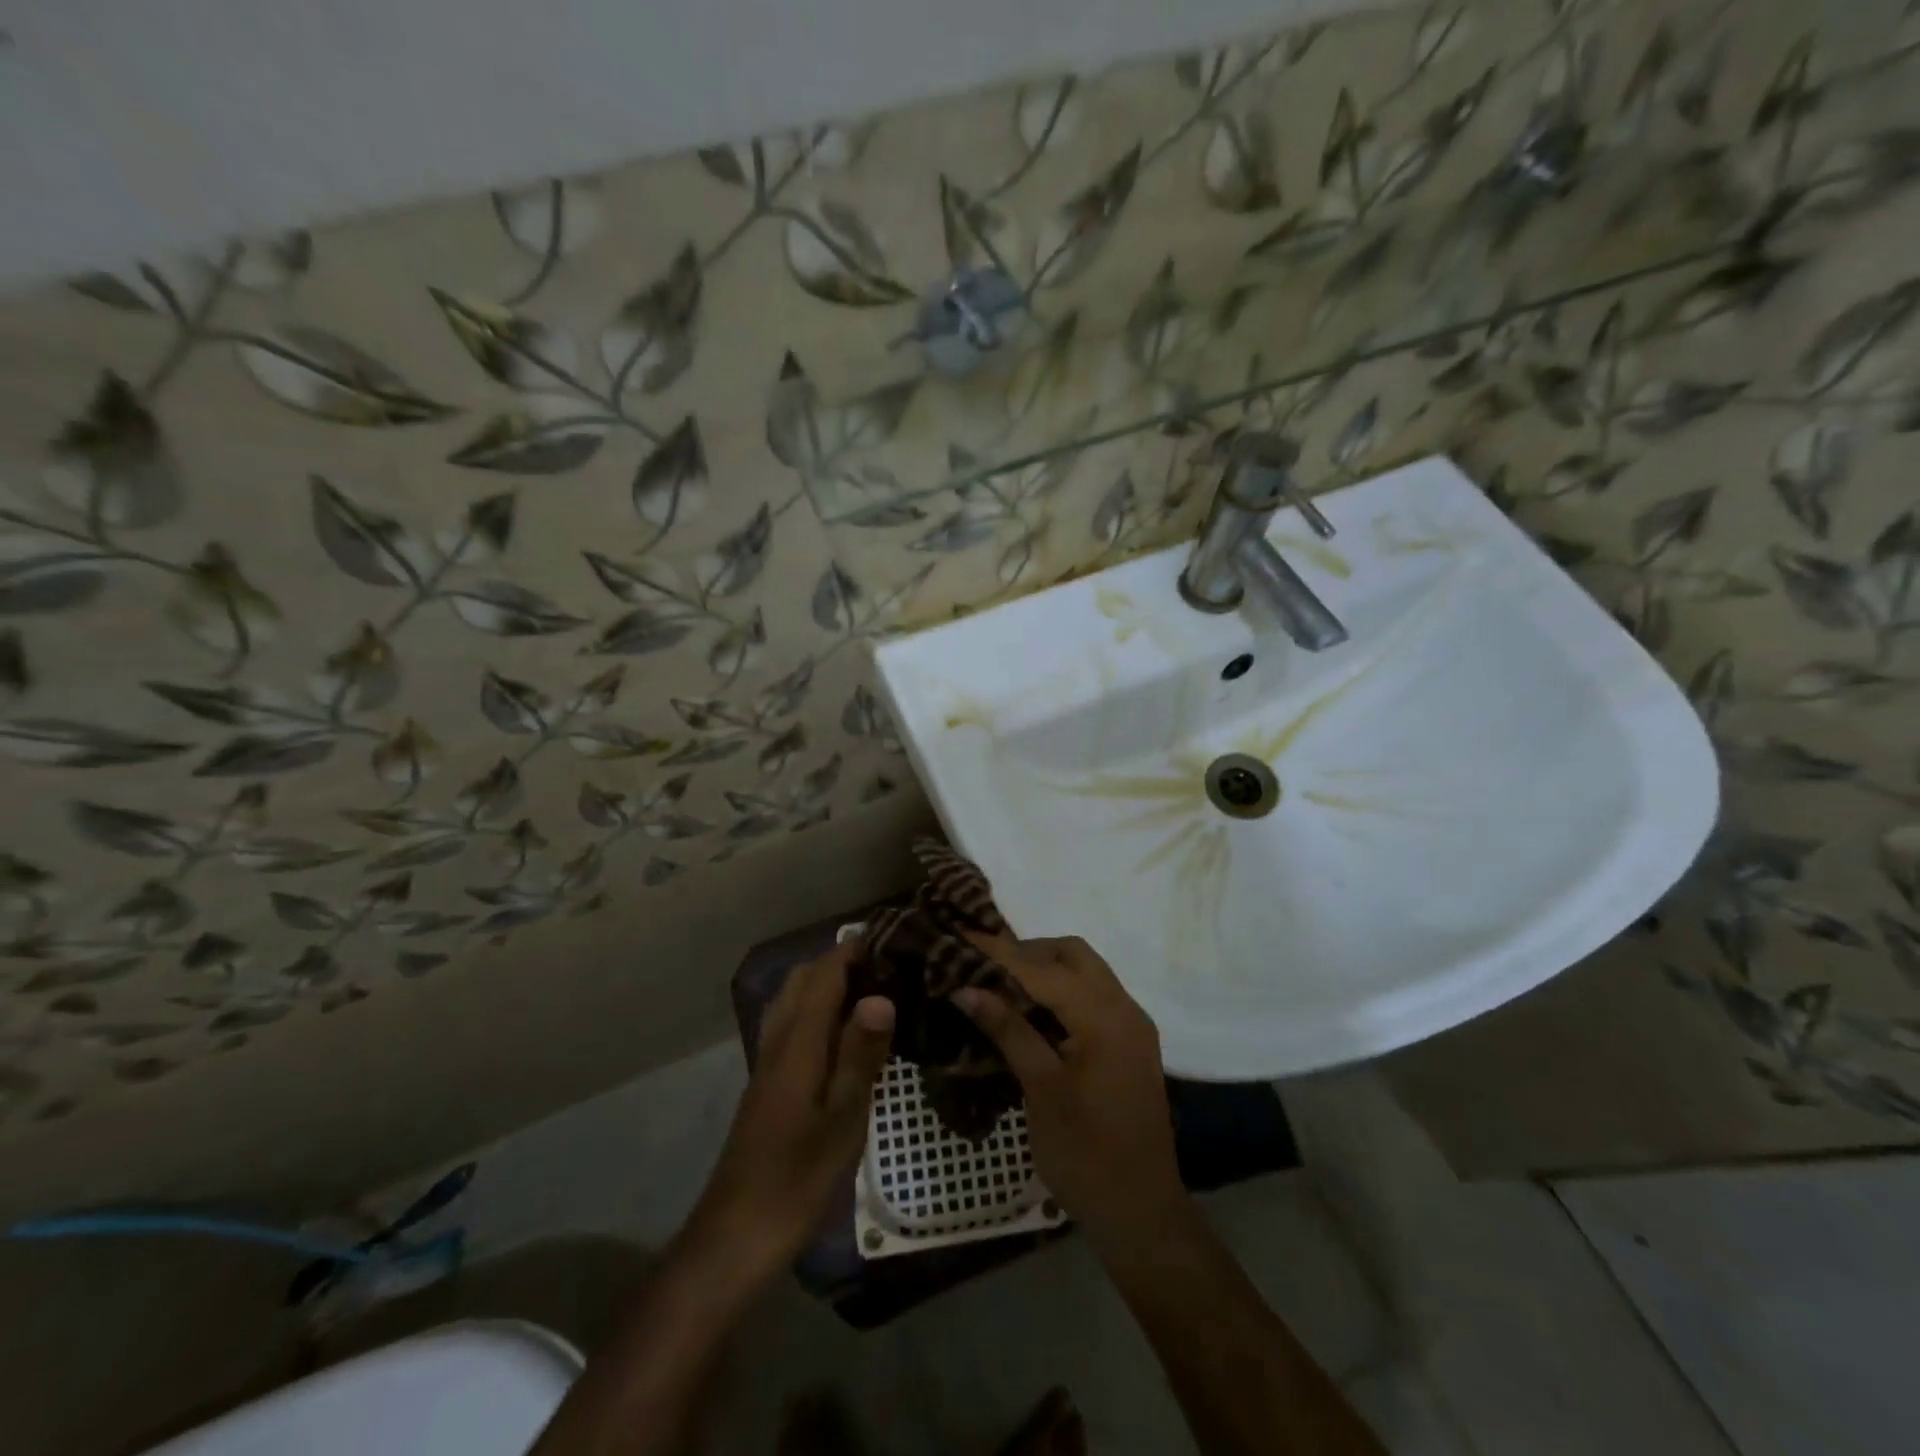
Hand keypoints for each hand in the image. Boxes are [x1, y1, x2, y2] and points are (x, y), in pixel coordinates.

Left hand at [684, 943, 893, 1277]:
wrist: (736, 1236)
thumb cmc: (797, 1179)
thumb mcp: (842, 1119)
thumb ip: (859, 1054)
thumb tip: (881, 994)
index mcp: (797, 1044)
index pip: (823, 975)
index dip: (853, 951)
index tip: (892, 936)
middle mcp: (778, 1042)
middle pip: (803, 980)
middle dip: (840, 961)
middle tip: (888, 964)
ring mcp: (768, 1063)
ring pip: (793, 1001)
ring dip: (826, 983)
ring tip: (871, 989)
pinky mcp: (768, 1085)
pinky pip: (792, 1024)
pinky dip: (817, 1009)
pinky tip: (843, 1034)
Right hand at [955, 934, 1190, 1250]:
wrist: (1141, 1213)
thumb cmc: (1086, 1154)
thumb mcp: (1040, 1090)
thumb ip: (1008, 1030)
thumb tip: (966, 988)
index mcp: (1104, 1017)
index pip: (1043, 969)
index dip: (1000, 952)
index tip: (962, 935)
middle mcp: (1125, 1009)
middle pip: (1073, 955)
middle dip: (1028, 951)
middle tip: (985, 966)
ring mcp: (1132, 1025)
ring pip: (1086, 972)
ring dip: (1046, 969)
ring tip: (1001, 984)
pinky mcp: (1131, 1043)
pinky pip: (1094, 996)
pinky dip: (1063, 991)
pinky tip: (1032, 1010)